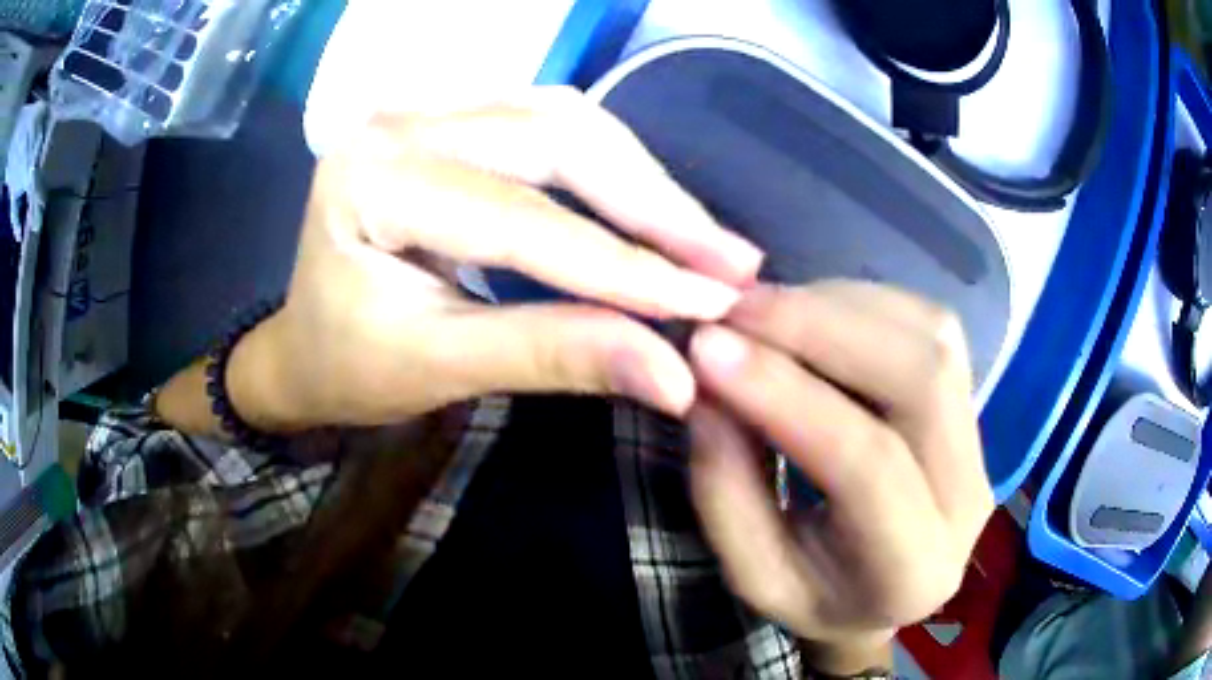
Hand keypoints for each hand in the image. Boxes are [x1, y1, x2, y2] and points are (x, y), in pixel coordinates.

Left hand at [228, 88, 762, 430]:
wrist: (302, 344)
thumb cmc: (350, 365)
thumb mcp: (441, 367)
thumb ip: (553, 356)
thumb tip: (675, 375)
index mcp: (373, 181)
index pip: (522, 220)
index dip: (628, 268)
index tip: (716, 302)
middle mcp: (400, 120)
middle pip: (556, 139)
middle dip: (655, 205)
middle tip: (732, 262)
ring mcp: (426, 107)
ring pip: (565, 118)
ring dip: (643, 178)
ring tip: (705, 238)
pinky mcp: (450, 115)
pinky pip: (550, 120)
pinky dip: (611, 162)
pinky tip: (650, 201)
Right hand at [686, 282, 993, 673]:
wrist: (886, 591)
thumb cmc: (817, 594)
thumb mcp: (753, 574)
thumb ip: (726, 491)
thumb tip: (707, 385)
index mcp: (914, 569)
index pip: (869, 465)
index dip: (788, 395)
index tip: (710, 349)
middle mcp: (968, 497)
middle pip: (922, 377)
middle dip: (821, 327)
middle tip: (735, 310)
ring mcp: (981, 440)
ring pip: (932, 337)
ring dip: (840, 307)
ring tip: (765, 312)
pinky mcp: (973, 399)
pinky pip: (928, 324)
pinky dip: (861, 304)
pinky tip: (812, 315)